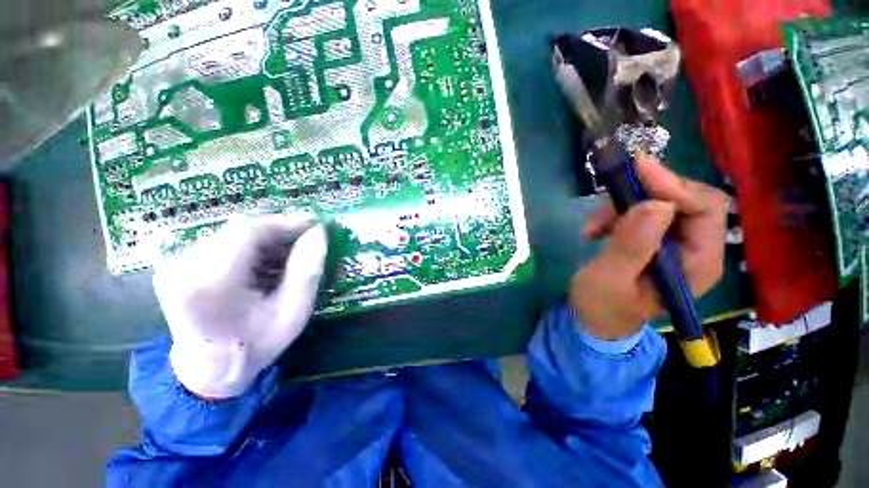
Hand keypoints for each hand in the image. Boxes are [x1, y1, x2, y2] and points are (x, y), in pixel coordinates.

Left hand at [154, 214, 327, 398]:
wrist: (208, 370)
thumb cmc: (256, 345)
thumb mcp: (294, 312)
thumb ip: (308, 270)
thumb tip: (319, 233)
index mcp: (210, 284)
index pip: (248, 231)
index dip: (286, 222)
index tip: (315, 224)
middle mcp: (184, 267)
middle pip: (240, 229)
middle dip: (279, 231)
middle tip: (307, 239)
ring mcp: (176, 264)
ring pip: (233, 233)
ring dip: (267, 239)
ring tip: (290, 254)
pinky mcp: (178, 263)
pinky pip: (224, 242)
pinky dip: (252, 247)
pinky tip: (267, 262)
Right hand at [570, 154, 728, 339]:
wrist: (594, 319)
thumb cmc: (601, 307)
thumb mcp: (608, 280)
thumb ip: (630, 247)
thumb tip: (654, 205)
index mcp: (697, 264)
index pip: (706, 209)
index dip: (674, 186)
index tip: (637, 171)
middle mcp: (695, 248)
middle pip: (686, 199)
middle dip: (645, 193)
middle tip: (609, 195)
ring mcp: (674, 243)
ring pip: (660, 201)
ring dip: (623, 205)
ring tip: (593, 226)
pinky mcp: (653, 239)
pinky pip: (641, 211)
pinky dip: (616, 214)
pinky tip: (595, 230)